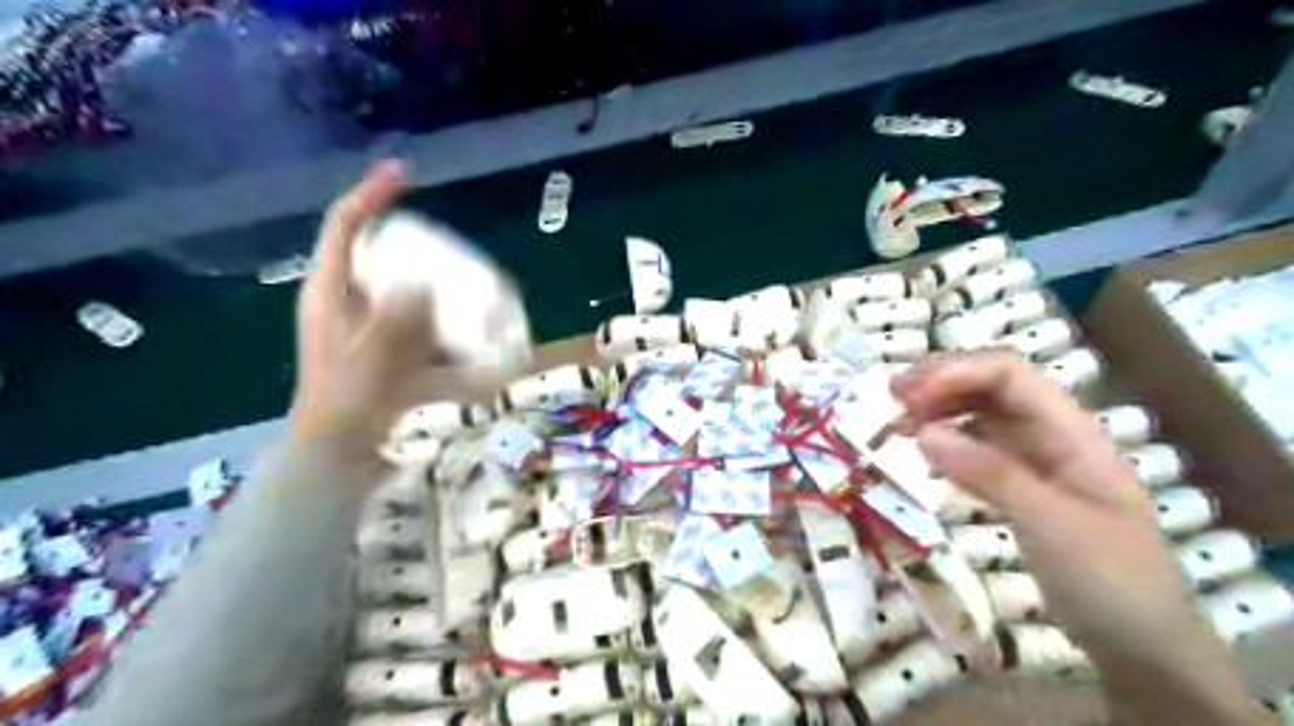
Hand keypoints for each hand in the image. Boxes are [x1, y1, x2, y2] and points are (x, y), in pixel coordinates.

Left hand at [288, 162, 495, 456]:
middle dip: (415, 244)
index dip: (371, 194)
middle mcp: (347, 299)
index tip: (406, 175)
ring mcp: (367, 324)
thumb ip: (396, 321)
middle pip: (378, 252)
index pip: (345, 226)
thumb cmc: (347, 402)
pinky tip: (470, 338)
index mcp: (331, 291)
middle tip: (454, 248)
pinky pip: (417, 321)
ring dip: (436, 286)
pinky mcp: (386, 345)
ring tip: (472, 292)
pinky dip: (441, 325)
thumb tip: (423, 283)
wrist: (338, 448)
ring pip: (401, 286)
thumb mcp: (371, 358)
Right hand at [891, 348, 1202, 656]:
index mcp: (1071, 432)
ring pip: (982, 414)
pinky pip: (978, 448)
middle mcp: (1052, 435)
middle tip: (891, 397)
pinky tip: (924, 451)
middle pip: (992, 385)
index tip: (910, 399)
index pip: (1009, 375)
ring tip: (899, 422)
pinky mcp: (1021, 486)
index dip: (957, 374)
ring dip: (940, 407)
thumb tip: (923, 431)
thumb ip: (990, 473)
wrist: (1143, 646)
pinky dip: (947, 441)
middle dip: (941, 382)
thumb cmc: (1109, 581)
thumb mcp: (1051, 525)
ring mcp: (1037, 460)